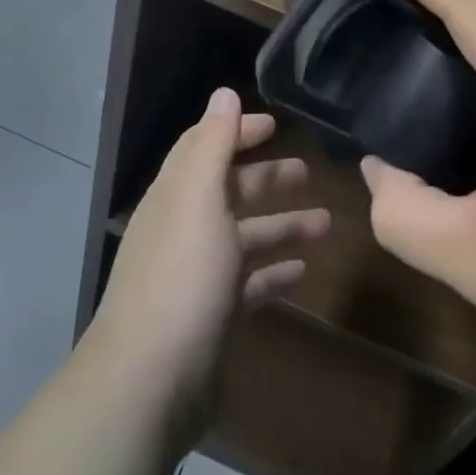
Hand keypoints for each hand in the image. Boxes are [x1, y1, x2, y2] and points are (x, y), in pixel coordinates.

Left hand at [87, 88, 329, 451]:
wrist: (150, 381)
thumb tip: (223, 93)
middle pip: (229, 193)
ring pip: (244, 239)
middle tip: (309, 173)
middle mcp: (183, 230)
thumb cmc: (182, 277)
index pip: (205, 149)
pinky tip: (302, 274)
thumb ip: (213, 144)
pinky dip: (273, 275)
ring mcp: (196, 277)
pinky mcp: (211, 317)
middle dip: (267, 180)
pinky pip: (248, 285)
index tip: (275, 125)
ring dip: (282, 227)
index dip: (236, 132)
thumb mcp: (199, 198)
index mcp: (176, 196)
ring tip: (325, 225)